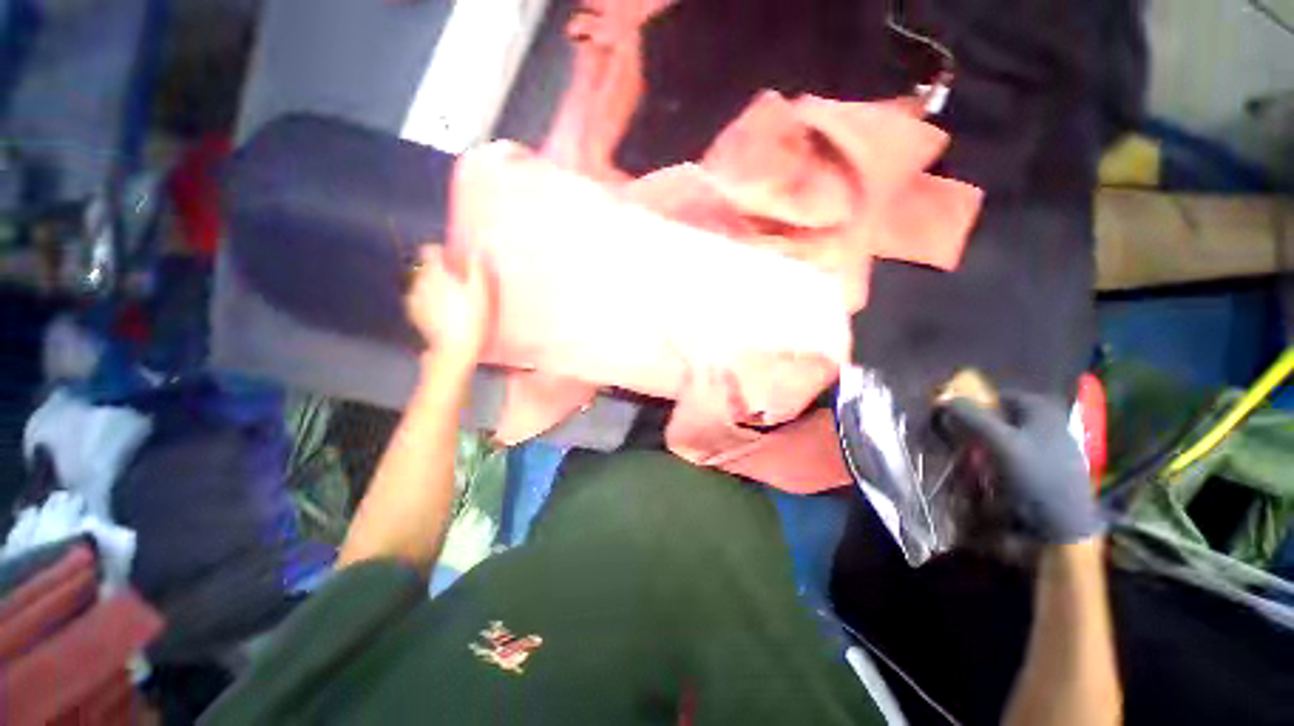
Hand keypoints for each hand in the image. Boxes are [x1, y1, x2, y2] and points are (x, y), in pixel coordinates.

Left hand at [406, 245, 493, 374]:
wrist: (454, 348)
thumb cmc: (471, 317)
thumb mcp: (480, 292)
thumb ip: (477, 268)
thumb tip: (478, 249)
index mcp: (436, 273)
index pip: (429, 250)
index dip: (440, 251)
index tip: (452, 259)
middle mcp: (420, 281)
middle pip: (424, 266)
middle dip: (436, 270)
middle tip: (455, 281)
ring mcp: (414, 298)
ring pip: (420, 283)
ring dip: (431, 285)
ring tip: (447, 298)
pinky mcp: (413, 314)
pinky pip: (418, 299)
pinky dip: (426, 300)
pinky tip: (439, 311)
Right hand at [942, 391, 1103, 544]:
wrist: (1064, 525)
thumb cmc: (1033, 475)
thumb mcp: (998, 442)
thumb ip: (972, 417)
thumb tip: (946, 399)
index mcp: (1044, 410)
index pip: (1003, 396)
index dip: (979, 403)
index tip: (958, 417)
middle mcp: (1052, 424)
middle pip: (1008, 417)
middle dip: (984, 425)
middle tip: (963, 438)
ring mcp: (1055, 448)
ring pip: (1013, 437)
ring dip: (991, 444)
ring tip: (974, 459)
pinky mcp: (1053, 471)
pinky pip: (1021, 457)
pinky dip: (1003, 460)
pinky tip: (993, 474)